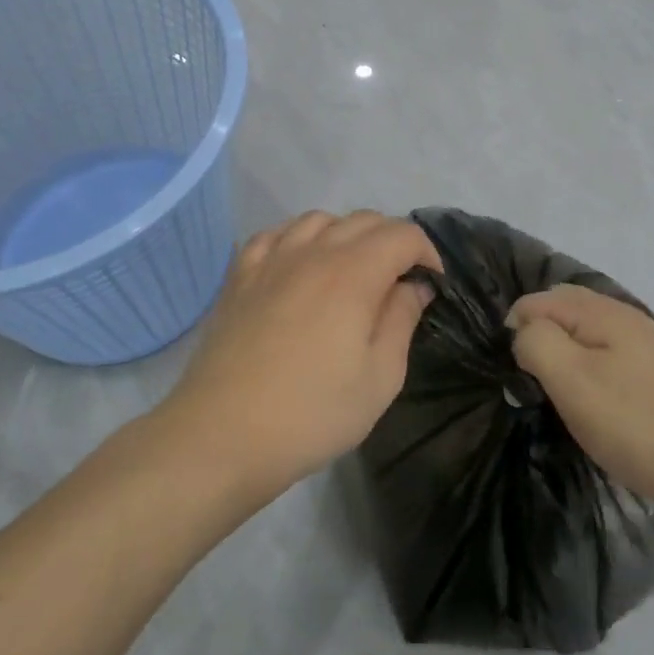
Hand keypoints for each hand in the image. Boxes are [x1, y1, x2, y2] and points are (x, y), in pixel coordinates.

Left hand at [158, 211, 439, 502]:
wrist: (221, 435)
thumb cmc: (311, 413)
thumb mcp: (380, 378)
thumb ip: (402, 320)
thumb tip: (413, 286)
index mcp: (353, 273)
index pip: (402, 234)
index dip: (426, 252)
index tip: (432, 284)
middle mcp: (313, 251)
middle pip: (363, 220)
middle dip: (393, 241)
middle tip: (399, 281)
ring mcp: (271, 259)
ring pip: (319, 220)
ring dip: (346, 235)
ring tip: (352, 270)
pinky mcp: (240, 276)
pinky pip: (275, 234)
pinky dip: (299, 239)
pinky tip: (300, 265)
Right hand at [507, 284, 653, 509]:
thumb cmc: (643, 423)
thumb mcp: (575, 382)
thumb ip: (538, 344)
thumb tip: (523, 329)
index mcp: (599, 313)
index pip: (535, 301)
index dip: (514, 331)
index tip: (516, 376)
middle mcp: (624, 317)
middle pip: (564, 310)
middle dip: (539, 337)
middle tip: (531, 383)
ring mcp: (649, 345)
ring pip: (589, 335)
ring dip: (567, 356)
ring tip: (561, 396)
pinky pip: (612, 357)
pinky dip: (594, 372)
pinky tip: (601, 404)